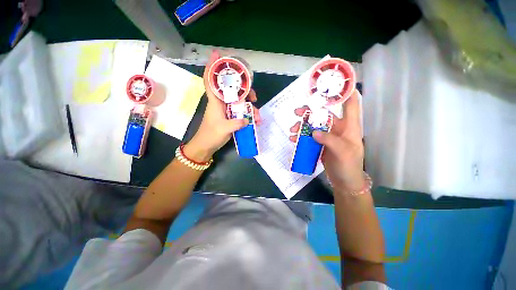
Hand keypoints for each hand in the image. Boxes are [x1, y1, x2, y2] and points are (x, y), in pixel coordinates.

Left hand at [185, 51, 260, 161]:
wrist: (206, 146)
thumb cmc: (211, 135)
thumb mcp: (224, 129)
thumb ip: (237, 123)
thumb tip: (248, 119)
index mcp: (215, 101)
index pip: (211, 80)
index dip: (212, 67)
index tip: (216, 54)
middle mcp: (221, 102)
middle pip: (233, 89)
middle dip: (244, 90)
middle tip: (253, 97)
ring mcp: (226, 110)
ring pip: (239, 101)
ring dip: (249, 106)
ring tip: (257, 115)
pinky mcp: (230, 117)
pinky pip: (241, 112)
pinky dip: (248, 115)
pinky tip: (255, 121)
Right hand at [289, 90, 364, 192]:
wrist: (344, 181)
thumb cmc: (349, 166)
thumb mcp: (342, 152)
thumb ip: (329, 140)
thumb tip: (314, 132)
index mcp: (349, 126)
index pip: (351, 104)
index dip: (345, 92)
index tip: (334, 83)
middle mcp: (338, 128)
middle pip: (323, 114)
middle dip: (310, 112)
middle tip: (297, 112)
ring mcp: (327, 136)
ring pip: (313, 125)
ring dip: (302, 125)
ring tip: (292, 130)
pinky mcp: (320, 144)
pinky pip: (309, 136)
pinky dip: (300, 136)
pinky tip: (293, 139)